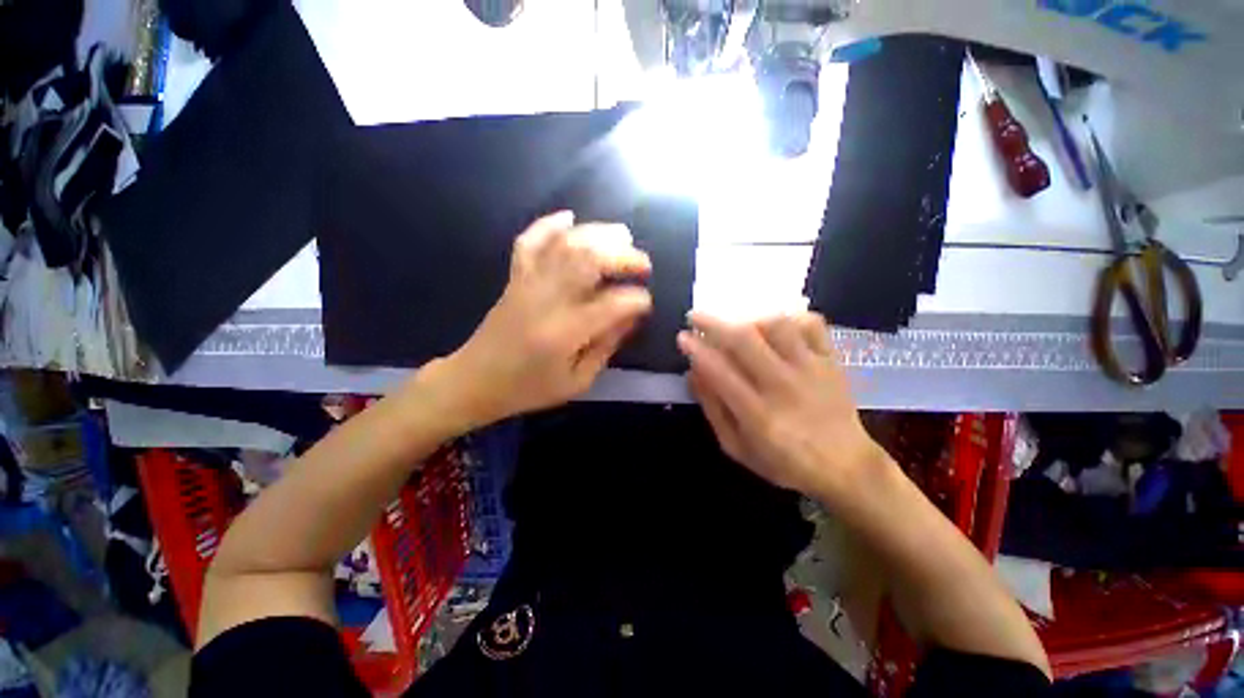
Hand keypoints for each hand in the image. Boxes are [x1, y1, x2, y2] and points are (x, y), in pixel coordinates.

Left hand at [436, 211, 652, 426]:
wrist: (475, 380)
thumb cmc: (529, 387)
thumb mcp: (578, 381)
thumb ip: (607, 346)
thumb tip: (631, 317)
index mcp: (566, 333)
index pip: (612, 304)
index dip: (637, 300)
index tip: (646, 303)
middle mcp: (548, 300)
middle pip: (590, 261)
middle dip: (624, 257)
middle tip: (643, 265)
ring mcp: (528, 282)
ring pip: (566, 244)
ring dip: (598, 233)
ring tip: (622, 236)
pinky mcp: (515, 277)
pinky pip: (530, 241)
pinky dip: (549, 224)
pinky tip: (569, 217)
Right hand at [678, 312, 882, 499]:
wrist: (847, 468)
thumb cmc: (785, 462)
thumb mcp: (737, 448)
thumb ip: (714, 410)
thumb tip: (693, 373)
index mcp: (759, 415)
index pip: (720, 372)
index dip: (697, 350)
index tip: (682, 337)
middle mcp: (784, 386)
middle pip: (745, 340)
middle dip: (713, 323)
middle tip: (695, 316)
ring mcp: (811, 369)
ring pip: (777, 326)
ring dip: (749, 319)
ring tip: (737, 325)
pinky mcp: (831, 361)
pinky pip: (812, 325)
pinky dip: (791, 317)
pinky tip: (776, 326)